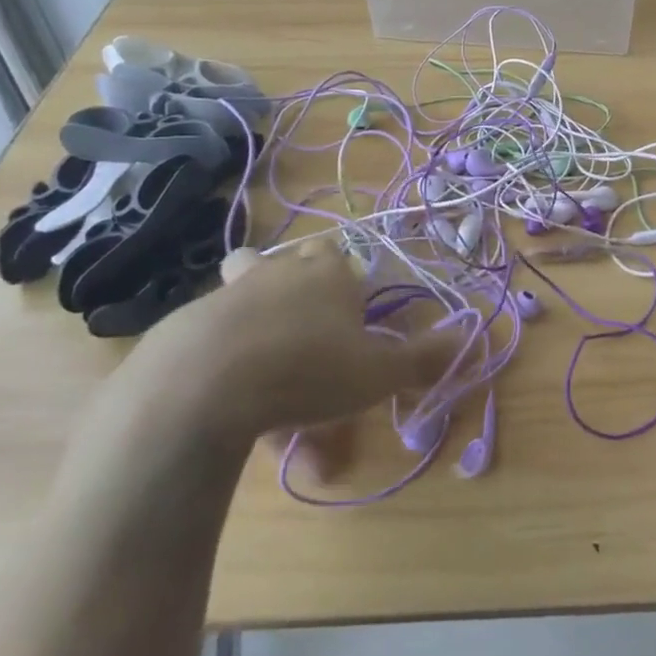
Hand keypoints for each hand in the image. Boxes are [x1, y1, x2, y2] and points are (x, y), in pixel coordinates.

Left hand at [77, 241, 460, 482]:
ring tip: (262, 356)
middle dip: (294, 284)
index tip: (349, 313)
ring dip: (252, 312)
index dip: (344, 278)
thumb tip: (471, 343)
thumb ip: (422, 360)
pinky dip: (224, 359)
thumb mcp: (378, 373)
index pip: (338, 255)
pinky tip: (229, 400)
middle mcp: (277, 273)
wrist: (204, 385)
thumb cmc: (309, 369)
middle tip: (305, 327)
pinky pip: (212, 335)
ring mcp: (227, 295)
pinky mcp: (184, 326)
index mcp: (327, 275)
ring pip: (242, 289)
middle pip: (283, 260)